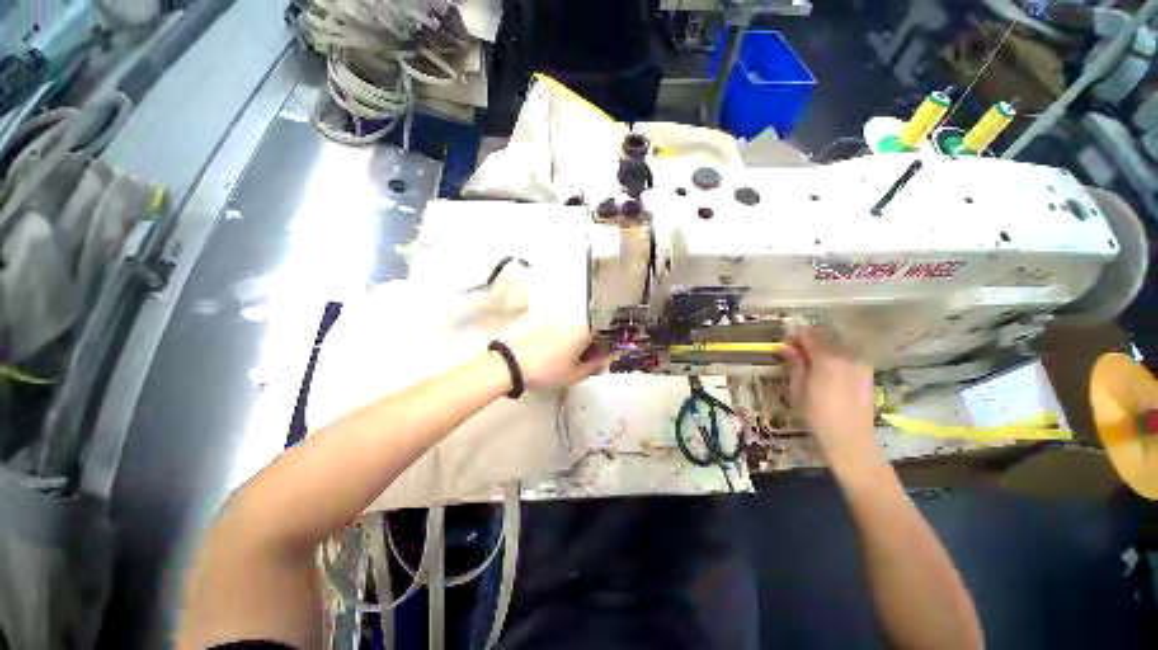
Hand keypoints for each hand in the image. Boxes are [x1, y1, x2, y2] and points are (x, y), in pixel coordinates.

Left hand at [508, 323, 607, 389]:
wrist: (511, 363)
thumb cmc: (547, 370)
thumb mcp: (574, 375)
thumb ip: (593, 368)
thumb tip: (603, 362)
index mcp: (584, 331)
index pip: (605, 336)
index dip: (605, 350)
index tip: (600, 362)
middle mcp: (572, 322)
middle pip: (589, 333)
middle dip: (590, 347)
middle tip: (584, 365)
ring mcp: (555, 322)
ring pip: (574, 333)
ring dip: (576, 345)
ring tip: (567, 363)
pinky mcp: (541, 325)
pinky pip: (560, 332)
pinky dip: (563, 343)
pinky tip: (554, 357)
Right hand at [783, 329, 876, 459]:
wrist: (850, 438)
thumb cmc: (817, 414)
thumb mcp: (798, 387)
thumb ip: (795, 363)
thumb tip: (786, 346)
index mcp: (826, 357)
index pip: (807, 335)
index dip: (793, 338)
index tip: (784, 347)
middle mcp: (846, 354)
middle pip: (823, 337)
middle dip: (807, 342)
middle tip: (794, 355)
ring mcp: (859, 362)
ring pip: (837, 345)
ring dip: (822, 349)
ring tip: (810, 363)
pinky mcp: (867, 371)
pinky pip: (848, 355)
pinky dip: (835, 356)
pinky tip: (828, 371)